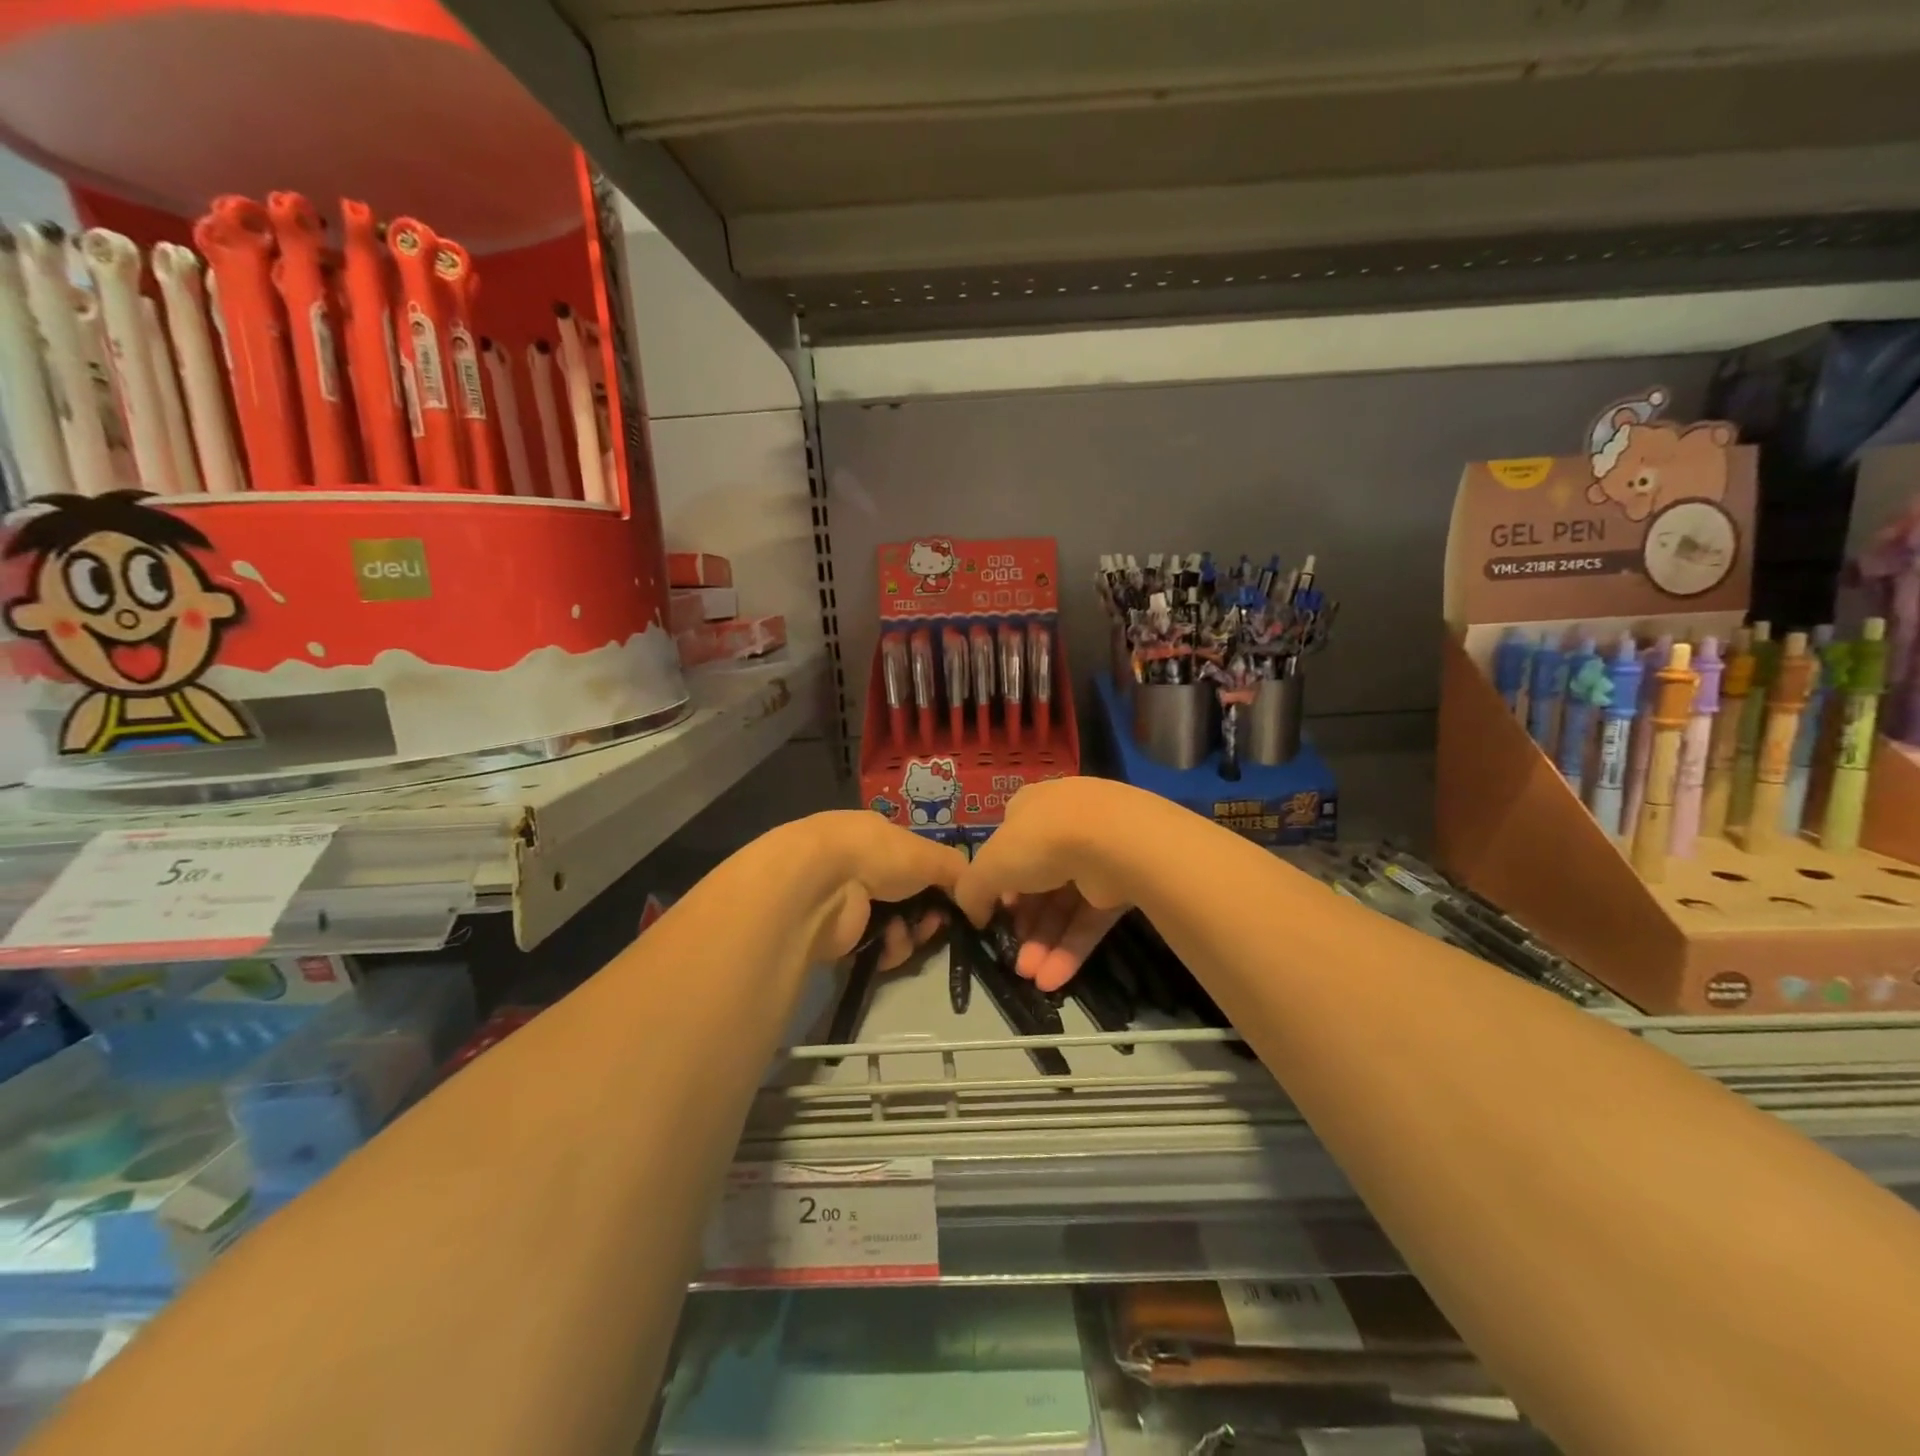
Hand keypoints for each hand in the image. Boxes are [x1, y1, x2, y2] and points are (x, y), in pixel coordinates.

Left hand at [785, 812, 966, 967]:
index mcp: (876, 836)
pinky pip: (877, 948)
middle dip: (928, 913)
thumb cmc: (876, 854)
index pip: (914, 860)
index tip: (955, 900)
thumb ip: (957, 870)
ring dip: (910, 933)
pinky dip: (889, 948)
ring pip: (895, 925)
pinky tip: (888, 942)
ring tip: (908, 933)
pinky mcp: (838, 936)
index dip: (938, 881)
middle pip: (908, 898)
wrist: (820, 884)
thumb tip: (975, 894)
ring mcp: (847, 902)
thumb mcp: (928, 853)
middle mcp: (860, 865)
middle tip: (936, 923)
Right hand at [955, 779, 1140, 992]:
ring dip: (1044, 943)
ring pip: (1063, 905)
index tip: (993, 913)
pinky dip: (1070, 948)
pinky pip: (1089, 918)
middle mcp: (1062, 827)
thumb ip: (972, 890)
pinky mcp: (1119, 883)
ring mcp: (1095, 854)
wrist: (1112, 842)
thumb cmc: (1039, 842)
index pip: (1009, 847)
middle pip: (1036, 882)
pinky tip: (1053, 979)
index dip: (998, 882)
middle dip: (1023, 924)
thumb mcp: (988, 865)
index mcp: (1030, 809)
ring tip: (1030, 976)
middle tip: (1013, 956)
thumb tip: (974, 914)